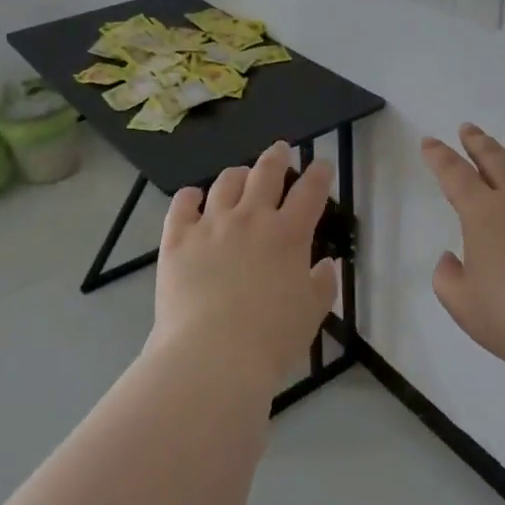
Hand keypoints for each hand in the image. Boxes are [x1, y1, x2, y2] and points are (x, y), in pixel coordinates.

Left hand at [151, 141, 338, 389]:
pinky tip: (193, 196)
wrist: (212, 355)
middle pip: (266, 173)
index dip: (318, 174)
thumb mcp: (311, 313)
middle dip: (277, 157)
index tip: (321, 164)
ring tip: (240, 174)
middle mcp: (251, 218)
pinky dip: (190, 196)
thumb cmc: (271, 338)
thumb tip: (326, 263)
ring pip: (226, 182)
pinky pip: (182, 204)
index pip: (310, 191)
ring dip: (237, 173)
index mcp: (288, 234)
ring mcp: (211, 224)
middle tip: (281, 149)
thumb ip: (322, 284)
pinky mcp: (178, 238)